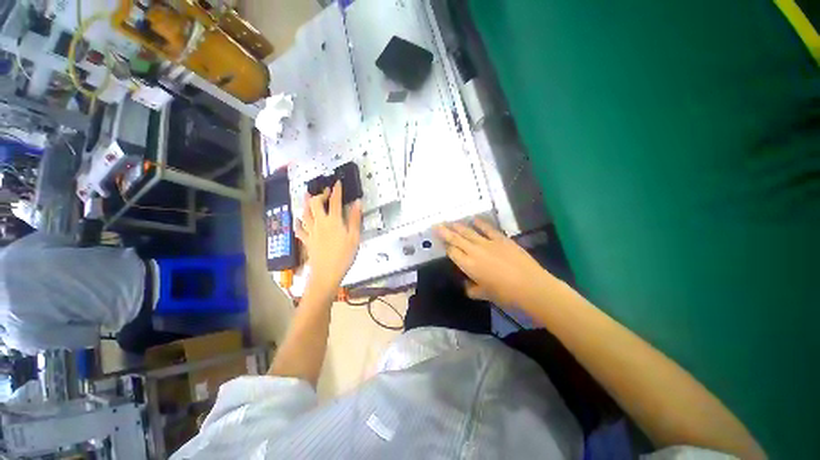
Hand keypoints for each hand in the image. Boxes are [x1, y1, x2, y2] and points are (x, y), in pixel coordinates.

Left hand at [295, 181, 362, 288]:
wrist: (327, 273)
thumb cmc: (344, 255)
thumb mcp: (354, 237)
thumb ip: (355, 219)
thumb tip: (358, 203)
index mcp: (333, 221)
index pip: (334, 201)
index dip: (336, 191)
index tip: (337, 182)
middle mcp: (320, 223)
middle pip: (315, 204)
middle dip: (319, 195)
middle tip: (325, 191)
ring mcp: (311, 232)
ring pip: (305, 214)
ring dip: (306, 203)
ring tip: (307, 196)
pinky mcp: (306, 241)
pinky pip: (299, 229)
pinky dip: (298, 222)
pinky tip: (298, 220)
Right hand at [435, 218, 548, 308]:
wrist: (530, 286)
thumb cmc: (505, 294)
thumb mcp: (485, 294)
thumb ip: (472, 290)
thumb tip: (467, 286)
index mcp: (468, 265)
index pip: (453, 252)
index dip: (446, 247)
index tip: (442, 243)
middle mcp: (474, 251)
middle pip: (456, 239)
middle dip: (445, 232)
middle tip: (436, 225)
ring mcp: (488, 243)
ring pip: (468, 232)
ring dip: (458, 226)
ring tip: (450, 221)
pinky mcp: (501, 239)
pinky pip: (487, 229)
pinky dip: (480, 223)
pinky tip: (473, 219)